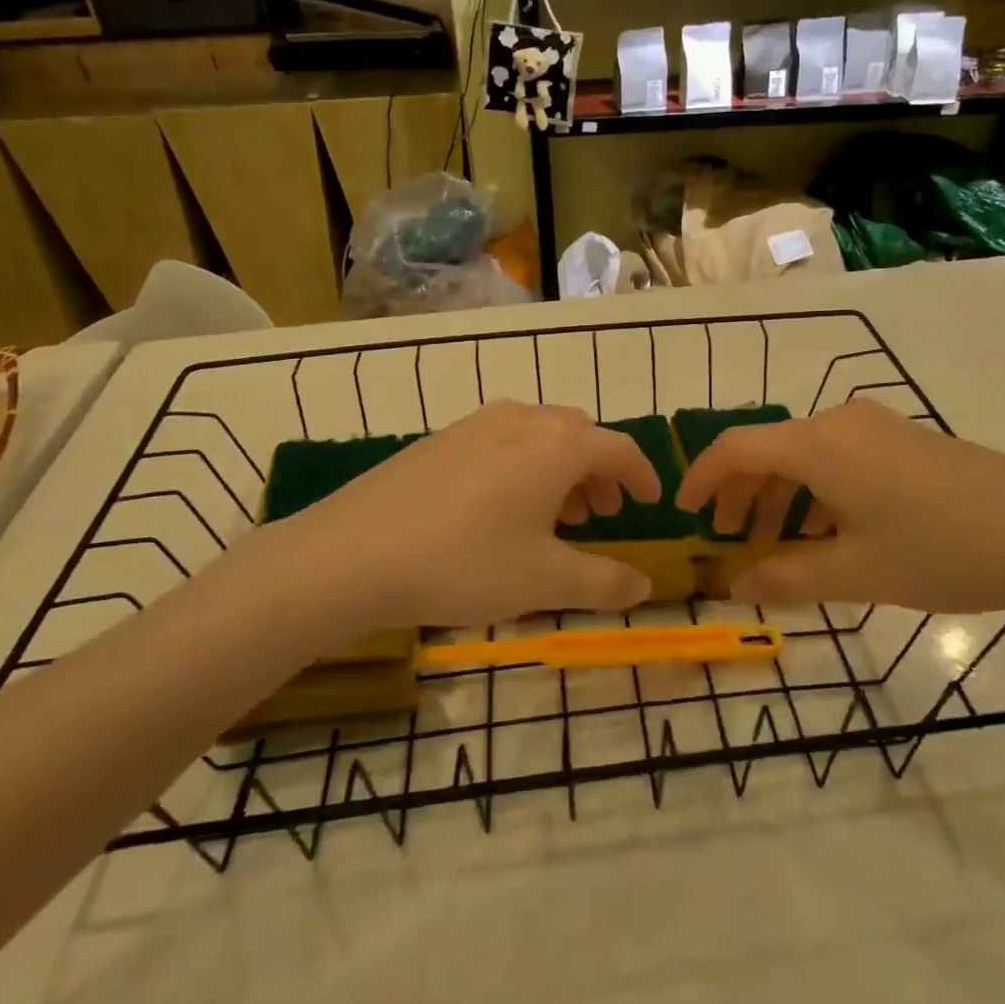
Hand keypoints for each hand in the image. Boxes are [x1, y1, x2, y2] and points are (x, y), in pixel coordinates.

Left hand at [247, 401, 661, 631]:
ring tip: (557, 514)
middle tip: (602, 513)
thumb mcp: (544, 581)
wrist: (353, 553)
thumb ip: (603, 582)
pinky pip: (503, 441)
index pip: (619, 448)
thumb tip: (643, 583)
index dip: (642, 475)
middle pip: (579, 435)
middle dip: (600, 471)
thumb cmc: (465, 563)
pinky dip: (524, 465)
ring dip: (561, 468)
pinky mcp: (441, 438)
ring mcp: (477, 423)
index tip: (651, 500)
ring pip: (539, 435)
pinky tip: (502, 508)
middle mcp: (522, 420)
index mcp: (558, 445)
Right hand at [676, 398, 1004, 617]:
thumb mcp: (856, 573)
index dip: (702, 478)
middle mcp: (839, 422)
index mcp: (818, 445)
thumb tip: (733, 586)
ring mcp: (876, 427)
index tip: (684, 512)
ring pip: (804, 456)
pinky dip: (816, 492)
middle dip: (741, 495)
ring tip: (778, 546)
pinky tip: (828, 532)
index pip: (736, 448)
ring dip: (780, 497)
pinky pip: (838, 458)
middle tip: (730, 540)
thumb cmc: (942, 551)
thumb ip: (786, 578)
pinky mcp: (902, 440)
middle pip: (768, 449)